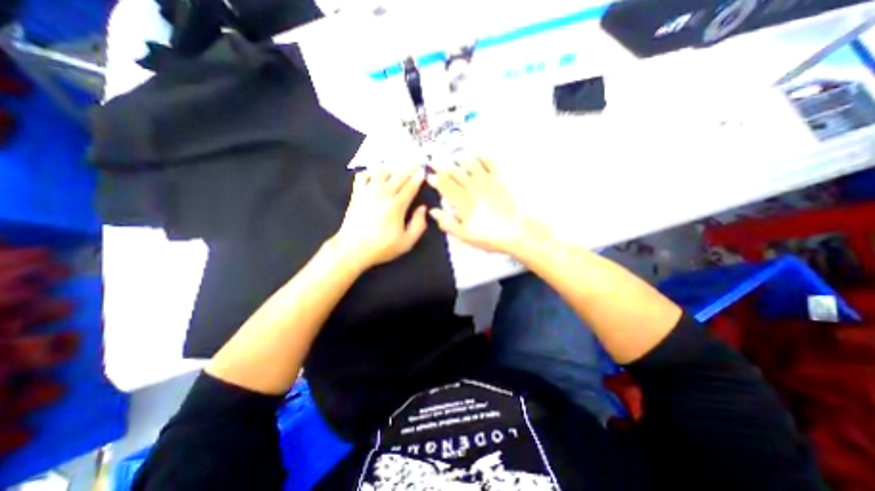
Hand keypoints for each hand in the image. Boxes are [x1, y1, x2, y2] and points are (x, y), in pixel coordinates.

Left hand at [329, 166, 429, 269]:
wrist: (352, 249)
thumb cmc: (382, 247)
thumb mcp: (406, 242)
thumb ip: (418, 224)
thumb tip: (423, 208)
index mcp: (396, 205)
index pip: (410, 187)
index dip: (418, 178)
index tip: (423, 171)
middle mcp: (383, 194)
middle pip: (398, 176)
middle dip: (409, 170)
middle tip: (416, 165)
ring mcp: (368, 192)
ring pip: (381, 173)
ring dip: (392, 169)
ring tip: (398, 170)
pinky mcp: (357, 194)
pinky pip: (362, 176)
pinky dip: (370, 173)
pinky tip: (374, 176)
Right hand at [427, 158, 533, 254]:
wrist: (516, 232)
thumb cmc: (488, 236)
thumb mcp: (464, 235)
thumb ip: (447, 222)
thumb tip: (433, 211)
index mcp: (462, 201)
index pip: (445, 186)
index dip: (435, 179)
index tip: (429, 174)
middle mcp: (472, 187)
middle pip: (455, 173)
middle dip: (443, 166)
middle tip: (436, 160)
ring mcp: (487, 181)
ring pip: (470, 164)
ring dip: (460, 159)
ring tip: (455, 156)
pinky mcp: (500, 179)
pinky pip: (489, 162)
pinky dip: (482, 155)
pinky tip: (477, 152)